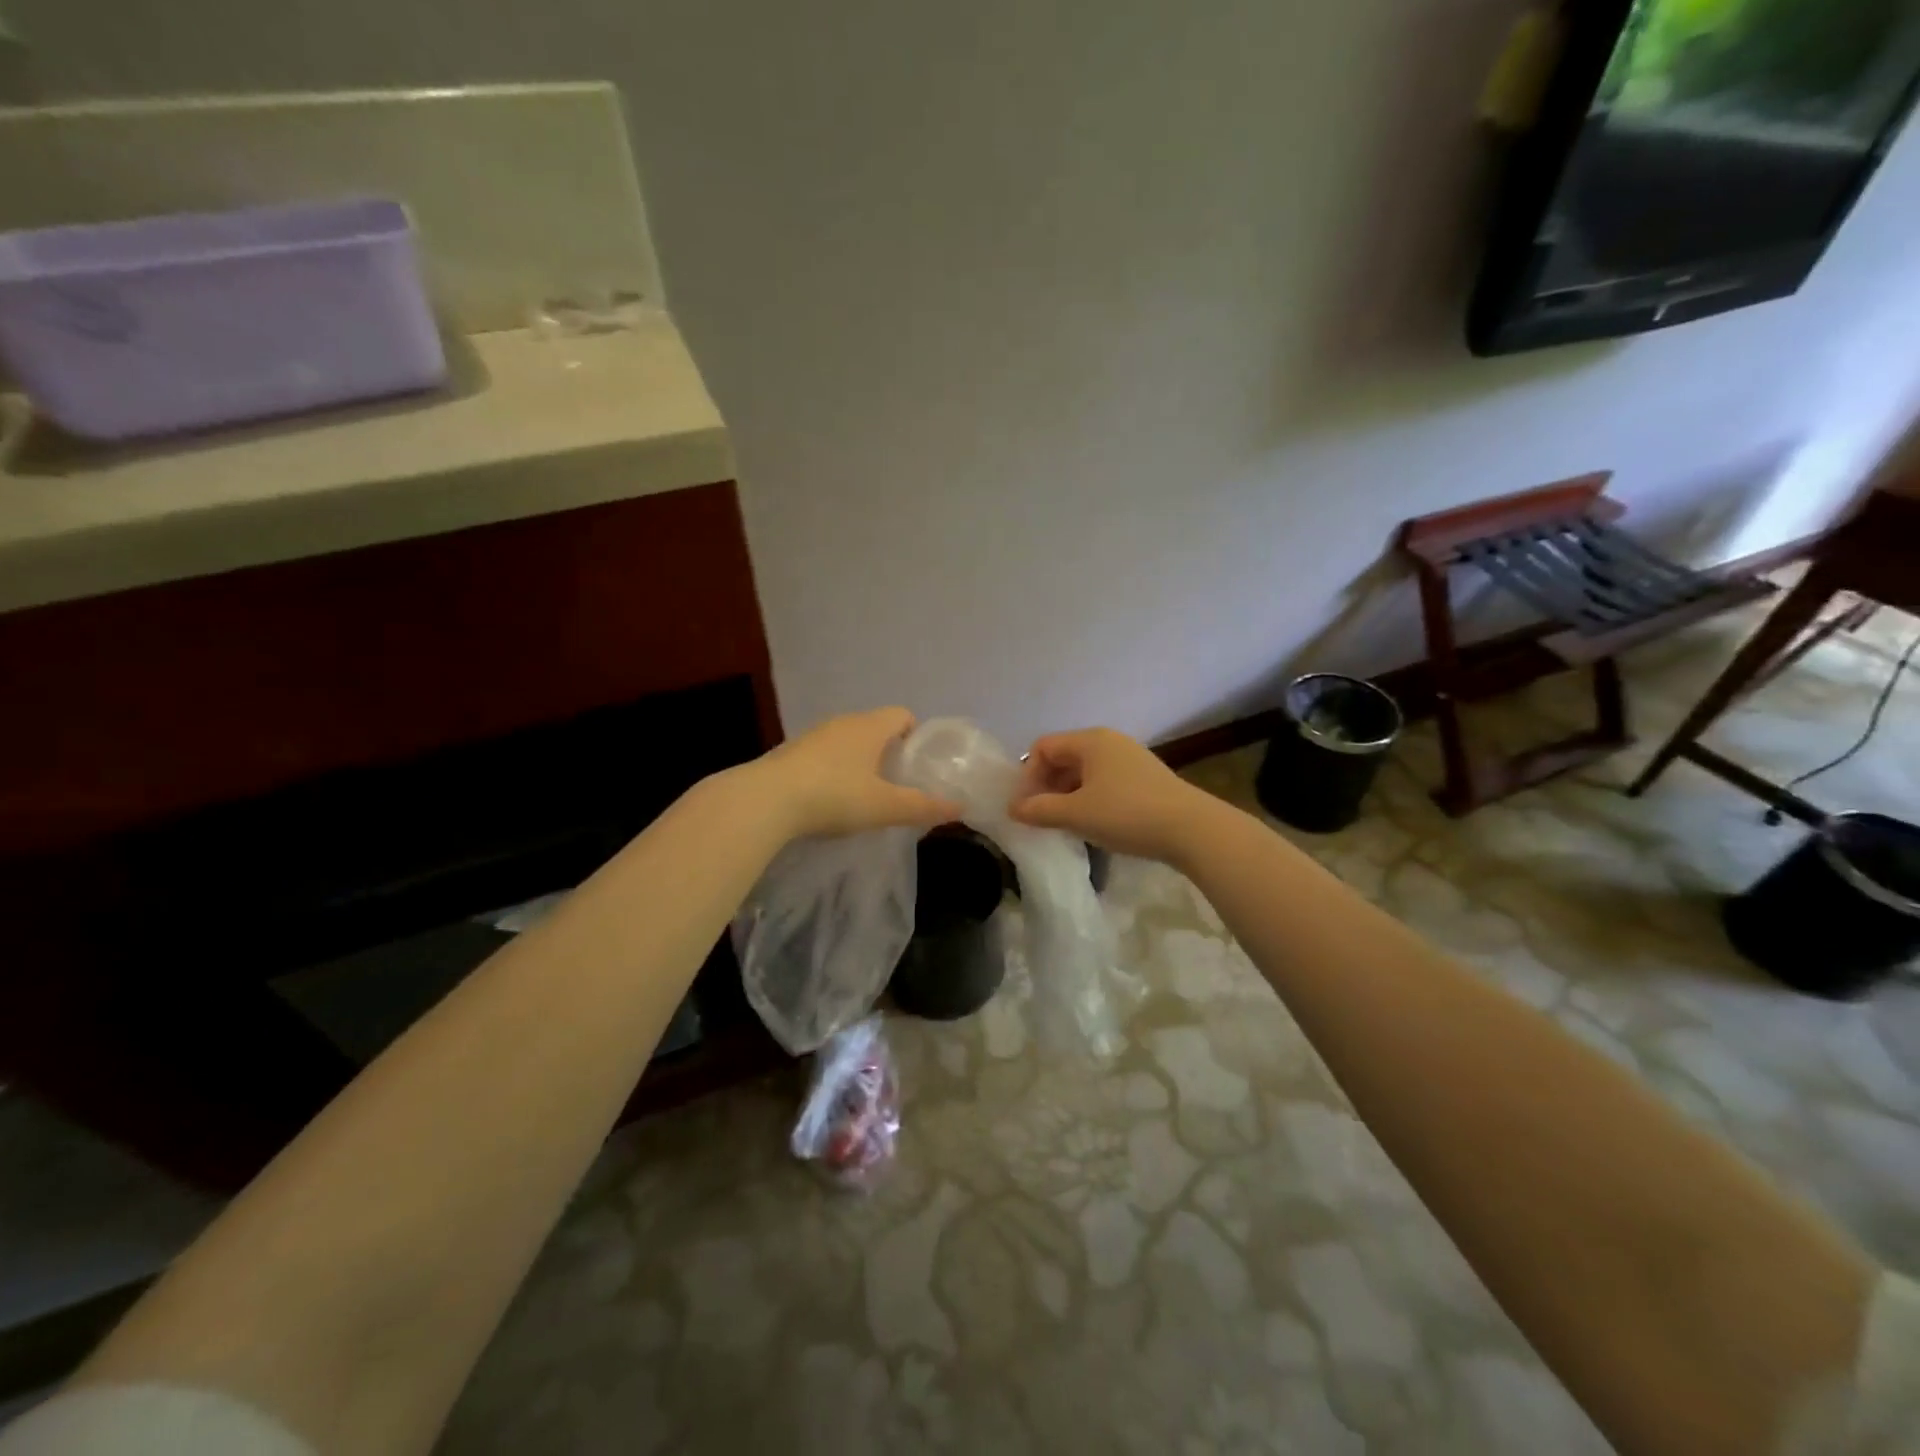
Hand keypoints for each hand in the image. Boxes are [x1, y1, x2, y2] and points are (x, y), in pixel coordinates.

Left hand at [753, 707, 961, 839]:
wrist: (765, 801)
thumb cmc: (835, 796)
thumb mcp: (885, 807)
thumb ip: (923, 807)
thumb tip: (960, 808)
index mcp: (870, 726)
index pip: (902, 714)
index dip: (915, 735)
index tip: (917, 765)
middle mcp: (842, 722)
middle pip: (875, 727)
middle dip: (888, 751)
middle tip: (896, 784)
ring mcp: (812, 736)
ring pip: (847, 741)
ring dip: (858, 761)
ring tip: (863, 795)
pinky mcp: (789, 753)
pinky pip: (822, 755)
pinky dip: (832, 771)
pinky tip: (829, 800)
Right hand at [1008, 728, 1212, 863]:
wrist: (1192, 829)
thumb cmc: (1127, 814)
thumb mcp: (1077, 814)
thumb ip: (1040, 810)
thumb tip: (1014, 808)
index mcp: (1090, 741)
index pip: (1043, 747)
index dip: (1027, 775)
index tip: (1026, 807)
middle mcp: (1109, 742)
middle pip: (1063, 757)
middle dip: (1046, 786)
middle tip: (1040, 817)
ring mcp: (1130, 759)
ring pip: (1084, 771)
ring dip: (1067, 794)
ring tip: (1064, 823)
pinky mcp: (1144, 778)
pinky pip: (1104, 781)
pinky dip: (1089, 798)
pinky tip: (1093, 823)